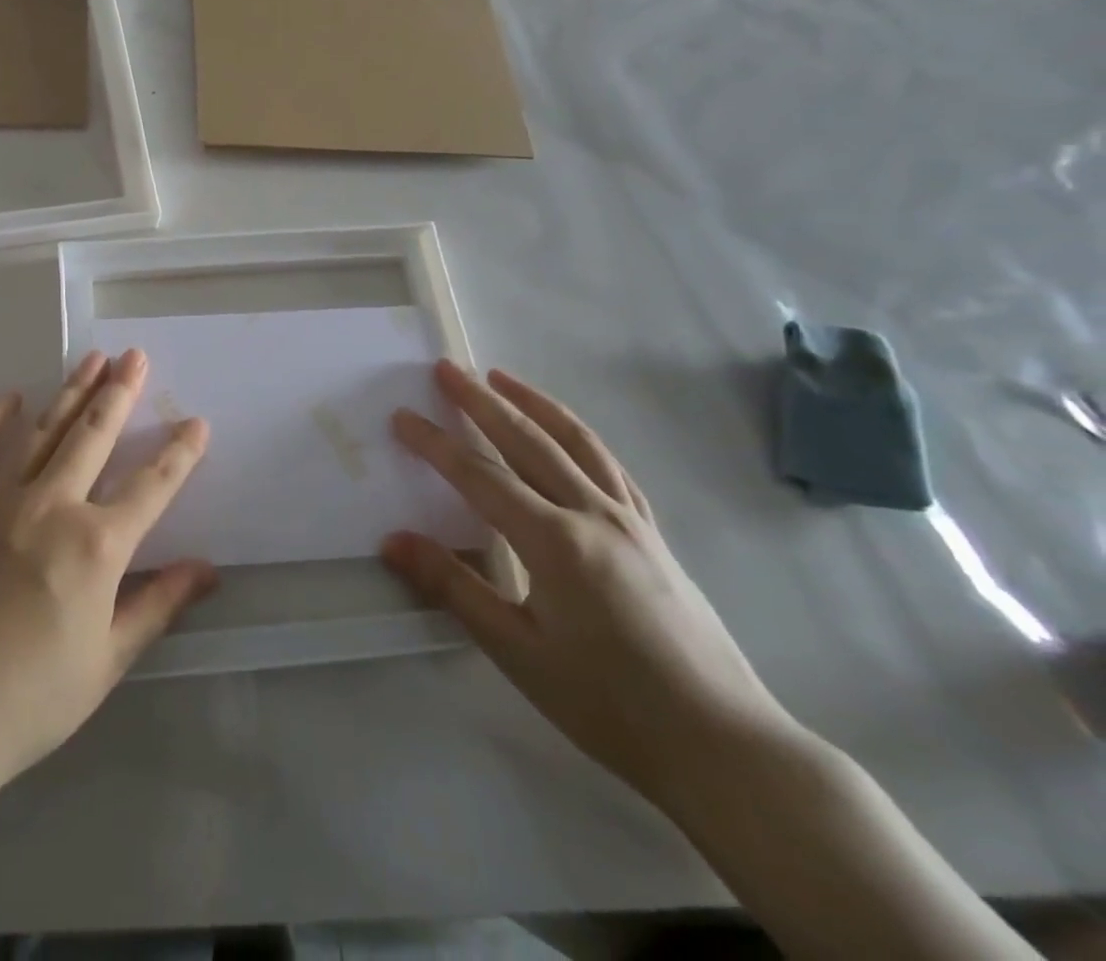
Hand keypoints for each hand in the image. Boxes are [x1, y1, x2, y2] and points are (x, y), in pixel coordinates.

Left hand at [0, 349, 216, 782]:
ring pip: (42, 430)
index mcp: (96, 545)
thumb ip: (157, 605)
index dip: (179, 454)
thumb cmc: (27, 699)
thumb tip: (206, 570)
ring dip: (70, 390)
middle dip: (120, 392)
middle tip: (136, 356)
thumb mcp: (106, 660)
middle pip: (94, 435)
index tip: (196, 423)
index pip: (152, 486)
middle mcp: (52, 505)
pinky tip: (10, 397)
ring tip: (93, 358)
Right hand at [384, 362, 801, 809]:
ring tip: (501, 377)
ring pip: (575, 443)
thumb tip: (393, 541)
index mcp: (556, 542)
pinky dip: (579, 437)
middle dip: (481, 402)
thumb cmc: (609, 705)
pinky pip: (610, 468)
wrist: (724, 747)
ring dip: (533, 404)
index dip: (436, 444)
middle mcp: (593, 515)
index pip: (480, 477)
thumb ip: (453, 587)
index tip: (402, 416)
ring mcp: (631, 521)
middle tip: (447, 368)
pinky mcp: (654, 536)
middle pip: (528, 441)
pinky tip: (567, 434)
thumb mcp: (517, 651)